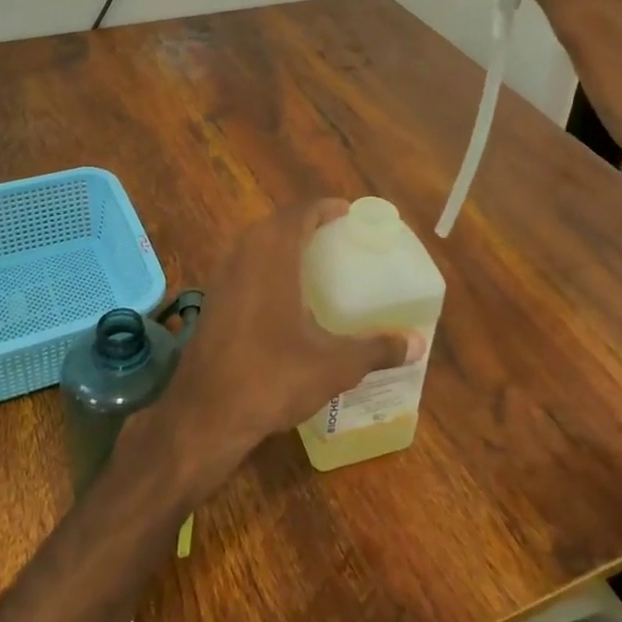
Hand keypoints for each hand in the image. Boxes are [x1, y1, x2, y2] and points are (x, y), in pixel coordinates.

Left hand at [132, 201, 425, 486]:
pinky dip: (264, 267)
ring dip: (281, 244)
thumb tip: (417, 343)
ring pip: (254, 245)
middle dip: (304, 224)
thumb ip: (376, 350)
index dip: (324, 208)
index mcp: (272, 255)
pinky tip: (281, 297)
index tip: (347, 213)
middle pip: (275, 224)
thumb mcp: (333, 366)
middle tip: (335, 237)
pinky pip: (242, 267)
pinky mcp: (211, 301)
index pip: (299, 213)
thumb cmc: (272, 377)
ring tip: (312, 262)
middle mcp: (242, 255)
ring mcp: (221, 278)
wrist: (204, 414)